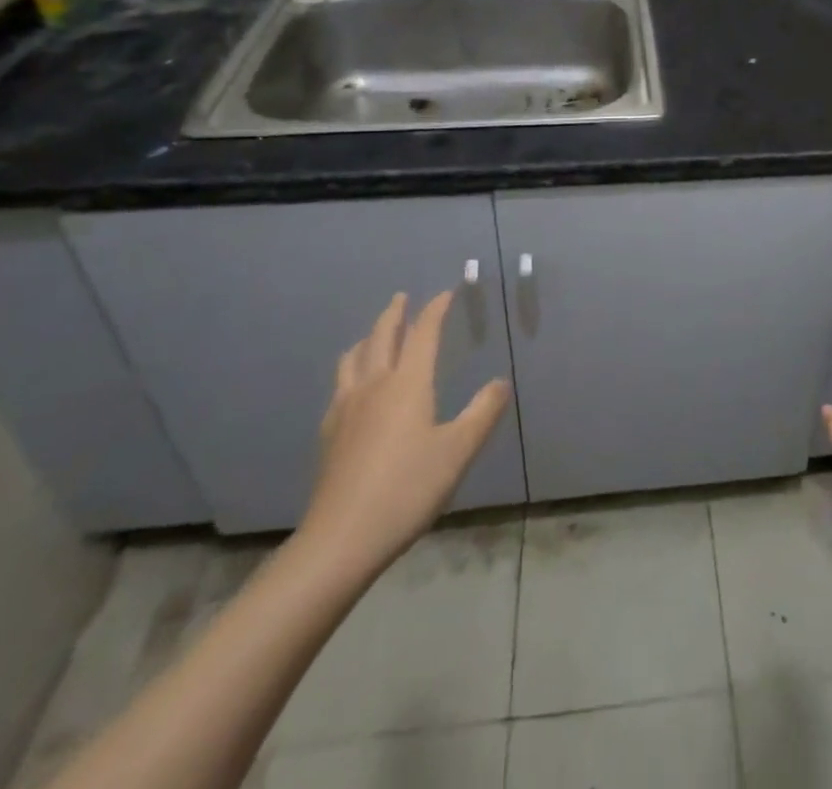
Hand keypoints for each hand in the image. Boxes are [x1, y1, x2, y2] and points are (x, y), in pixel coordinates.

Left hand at [298, 292, 510, 582]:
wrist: (342, 538)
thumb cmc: (408, 488)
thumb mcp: (458, 450)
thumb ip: (482, 412)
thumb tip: (501, 382)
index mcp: (407, 383)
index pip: (423, 333)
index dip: (435, 309)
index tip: (446, 293)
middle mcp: (374, 385)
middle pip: (381, 336)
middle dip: (394, 313)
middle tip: (403, 297)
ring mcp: (346, 408)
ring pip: (354, 357)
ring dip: (369, 337)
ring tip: (376, 334)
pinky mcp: (329, 432)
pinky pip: (340, 384)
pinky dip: (352, 368)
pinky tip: (354, 386)